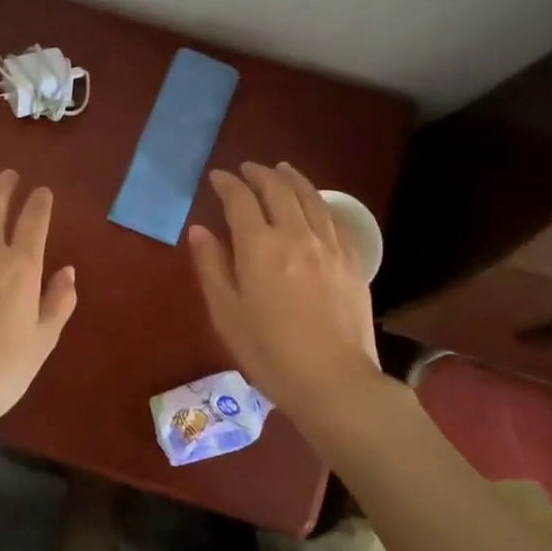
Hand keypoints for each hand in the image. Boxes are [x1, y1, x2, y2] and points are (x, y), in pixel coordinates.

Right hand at [187, 162, 381, 415]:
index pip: (240, 200)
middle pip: (278, 189)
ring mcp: (328, 245)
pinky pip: (333, 218)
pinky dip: (318, 202)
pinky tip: (314, 204)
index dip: (228, 184)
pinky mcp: (352, 259)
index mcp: (259, 247)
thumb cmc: (270, 353)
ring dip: (292, 178)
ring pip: (310, 197)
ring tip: (281, 169)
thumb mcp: (227, 313)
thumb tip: (199, 230)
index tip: (218, 177)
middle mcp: (295, 235)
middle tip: (247, 169)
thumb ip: (211, 266)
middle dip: (259, 174)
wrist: (334, 381)